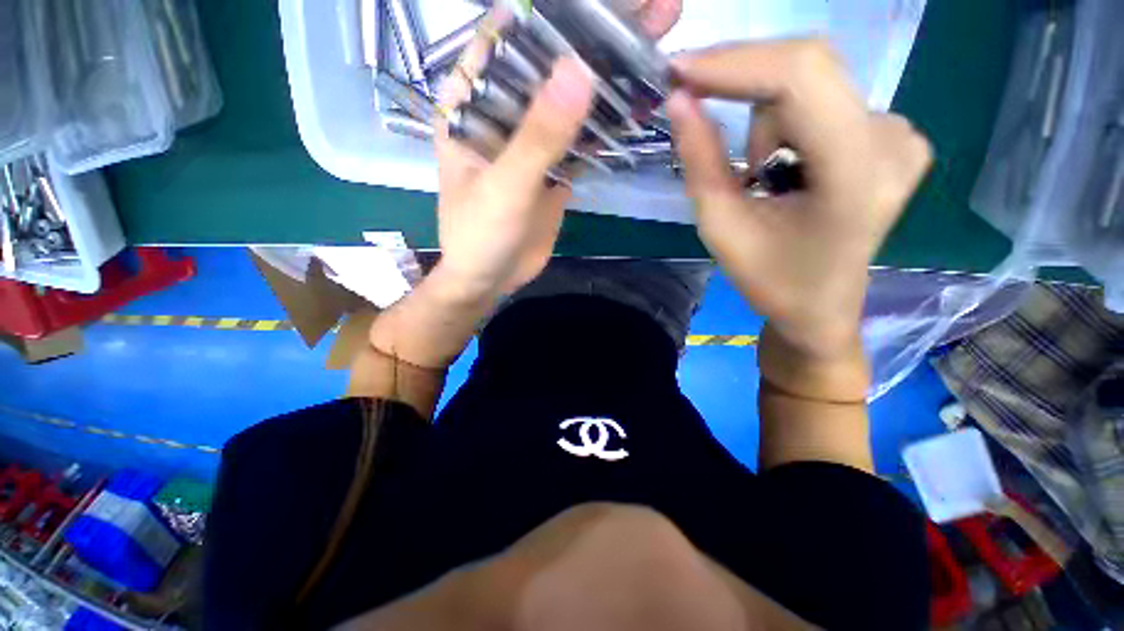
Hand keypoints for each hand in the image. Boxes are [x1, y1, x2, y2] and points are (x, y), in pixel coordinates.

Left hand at [433, 1, 682, 299]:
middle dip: (593, 36)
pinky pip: (581, 137)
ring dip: (608, 76)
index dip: (547, 11)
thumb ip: (538, 138)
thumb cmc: (479, 237)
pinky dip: (607, 122)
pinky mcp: (552, 166)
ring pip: (569, 99)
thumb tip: (580, 71)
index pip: (504, 38)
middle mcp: (501, 113)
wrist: (491, 279)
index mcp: (470, 106)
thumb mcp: (504, 188)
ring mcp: (531, 140)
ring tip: (655, 46)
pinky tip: (639, 103)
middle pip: (547, 62)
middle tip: (651, 10)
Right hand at [666, 40, 932, 360]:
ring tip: (761, 179)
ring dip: (768, 125)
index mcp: (857, 173)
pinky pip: (824, 102)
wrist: (821, 308)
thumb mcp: (721, 228)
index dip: (734, 63)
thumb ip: (700, 163)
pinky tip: (788, 169)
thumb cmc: (770, 281)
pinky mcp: (893, 134)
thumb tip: (679, 101)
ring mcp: (901, 134)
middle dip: (742, 87)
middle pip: (808, 69)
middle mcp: (893, 139)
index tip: (679, 69)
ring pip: (811, 88)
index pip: (800, 77)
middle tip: (696, 109)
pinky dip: (789, 125)